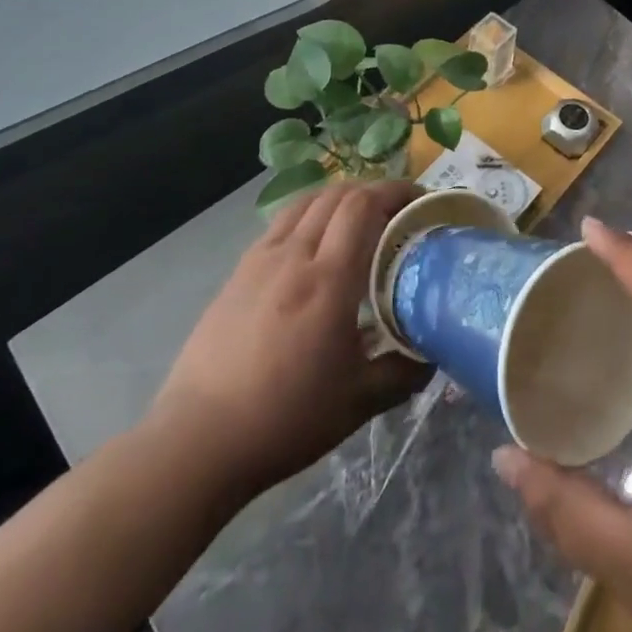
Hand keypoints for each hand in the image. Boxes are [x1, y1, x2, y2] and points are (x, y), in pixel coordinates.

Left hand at [150, 181, 430, 498]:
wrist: (198, 441)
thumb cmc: (285, 418)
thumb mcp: (358, 402)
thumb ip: (402, 372)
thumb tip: (433, 355)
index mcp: (328, 279)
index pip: (363, 205)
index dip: (395, 191)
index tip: (420, 200)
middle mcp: (294, 256)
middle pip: (337, 195)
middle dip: (373, 190)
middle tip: (397, 210)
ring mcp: (260, 260)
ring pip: (305, 202)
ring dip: (339, 198)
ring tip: (358, 218)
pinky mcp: (237, 274)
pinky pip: (281, 224)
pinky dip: (308, 216)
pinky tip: (313, 246)